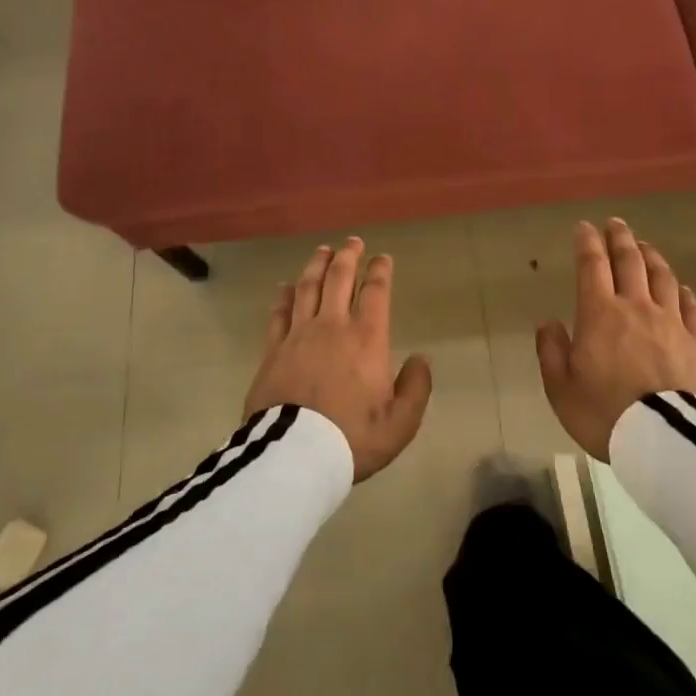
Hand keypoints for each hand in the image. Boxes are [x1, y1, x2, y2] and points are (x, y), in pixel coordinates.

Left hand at [244, 238, 433, 481]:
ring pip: (307, 287)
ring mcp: (299, 334)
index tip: (382, 258)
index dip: (380, 271)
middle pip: (339, 279)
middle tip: (352, 241)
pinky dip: (283, 296)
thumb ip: (416, 388)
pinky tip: (284, 286)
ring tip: (322, 251)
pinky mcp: (273, 349)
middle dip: (348, 256)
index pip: (375, 292)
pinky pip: (278, 313)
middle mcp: (333, 326)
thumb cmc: (352, 438)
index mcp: (366, 339)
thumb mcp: (400, 423)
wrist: (295, 454)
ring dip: (316, 265)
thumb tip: (422, 359)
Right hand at [536, 219, 695, 460]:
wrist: (665, 442)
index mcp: (600, 313)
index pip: (592, 266)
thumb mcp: (560, 387)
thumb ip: (551, 350)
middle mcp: (637, 307)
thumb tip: (549, 322)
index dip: (587, 243)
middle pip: (630, 262)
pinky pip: (693, 309)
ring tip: (645, 246)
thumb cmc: (604, 413)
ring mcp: (672, 323)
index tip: (584, 227)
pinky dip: (685, 293)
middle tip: (616, 224)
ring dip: (652, 257)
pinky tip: (682, 289)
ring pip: (663, 278)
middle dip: (620, 239)